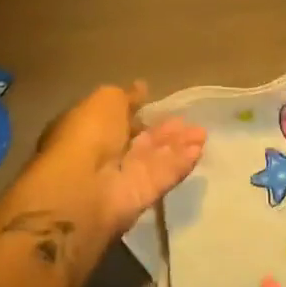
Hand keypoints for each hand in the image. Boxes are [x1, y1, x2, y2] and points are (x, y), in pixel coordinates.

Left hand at [33, 81, 205, 236]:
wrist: (84, 187)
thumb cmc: (88, 134)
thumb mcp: (106, 100)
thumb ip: (127, 96)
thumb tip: (141, 88)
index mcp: (88, 130)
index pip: (116, 120)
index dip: (135, 112)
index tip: (155, 102)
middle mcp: (104, 155)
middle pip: (139, 141)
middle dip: (163, 131)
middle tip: (187, 120)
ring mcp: (122, 178)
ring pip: (155, 158)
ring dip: (177, 144)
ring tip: (201, 132)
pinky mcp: (141, 198)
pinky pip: (163, 176)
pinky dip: (180, 162)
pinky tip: (198, 149)